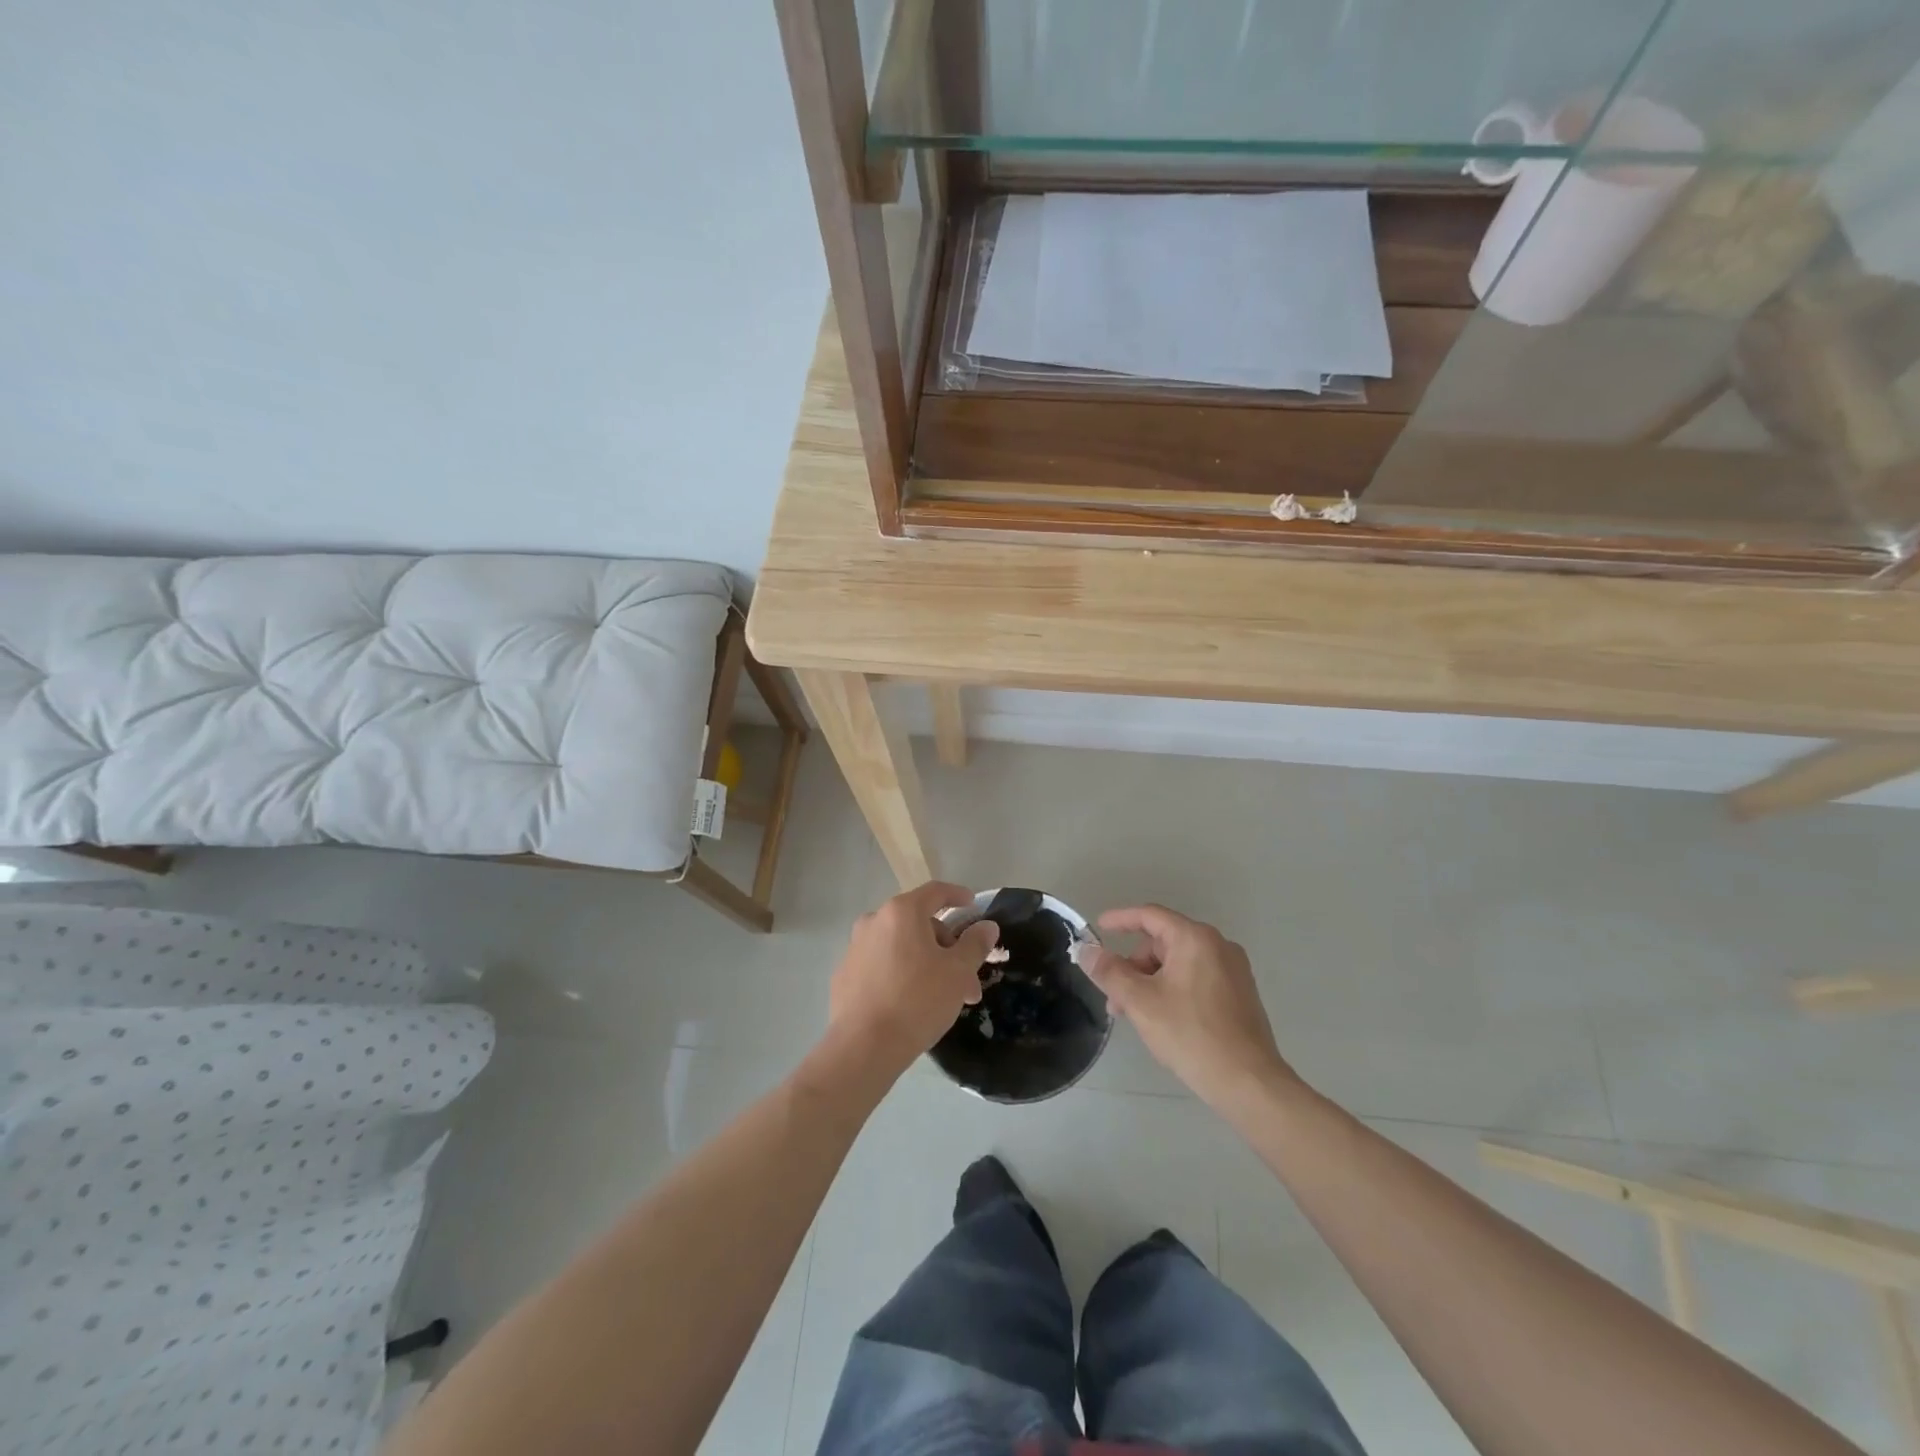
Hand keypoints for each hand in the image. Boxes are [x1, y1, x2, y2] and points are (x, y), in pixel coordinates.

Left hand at [827, 882, 999, 1077]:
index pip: (935, 892)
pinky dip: (900, 974)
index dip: (957, 895)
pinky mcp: (845, 975)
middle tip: (966, 981)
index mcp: (901, 912)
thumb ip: (975, 944)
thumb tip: (987, 926)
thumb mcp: (958, 972)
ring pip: (901, 947)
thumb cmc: (917, 1001)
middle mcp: (874, 921)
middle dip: (947, 949)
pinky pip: (881, 965)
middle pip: (919, 924)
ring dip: (926, 964)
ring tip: (944, 998)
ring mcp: (855, 948)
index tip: (971, 905)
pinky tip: (911, 1004)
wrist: (864, 1047)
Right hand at [1079, 904, 1299, 1113]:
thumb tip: (1086, 950)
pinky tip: (1162, 1020)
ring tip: (1134, 1015)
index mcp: (1195, 939)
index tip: (1098, 928)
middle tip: (1114, 998)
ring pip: (1178, 964)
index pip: (1150, 916)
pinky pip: (1196, 978)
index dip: (1120, 920)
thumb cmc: (1191, 1034)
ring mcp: (1233, 970)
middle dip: (1133, 965)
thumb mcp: (1140, 1002)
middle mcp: (1218, 946)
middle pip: (1163, 942)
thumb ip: (1109, 972)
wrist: (1248, 1082)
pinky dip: (1172, 989)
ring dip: (1150, 982)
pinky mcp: (1240, 994)